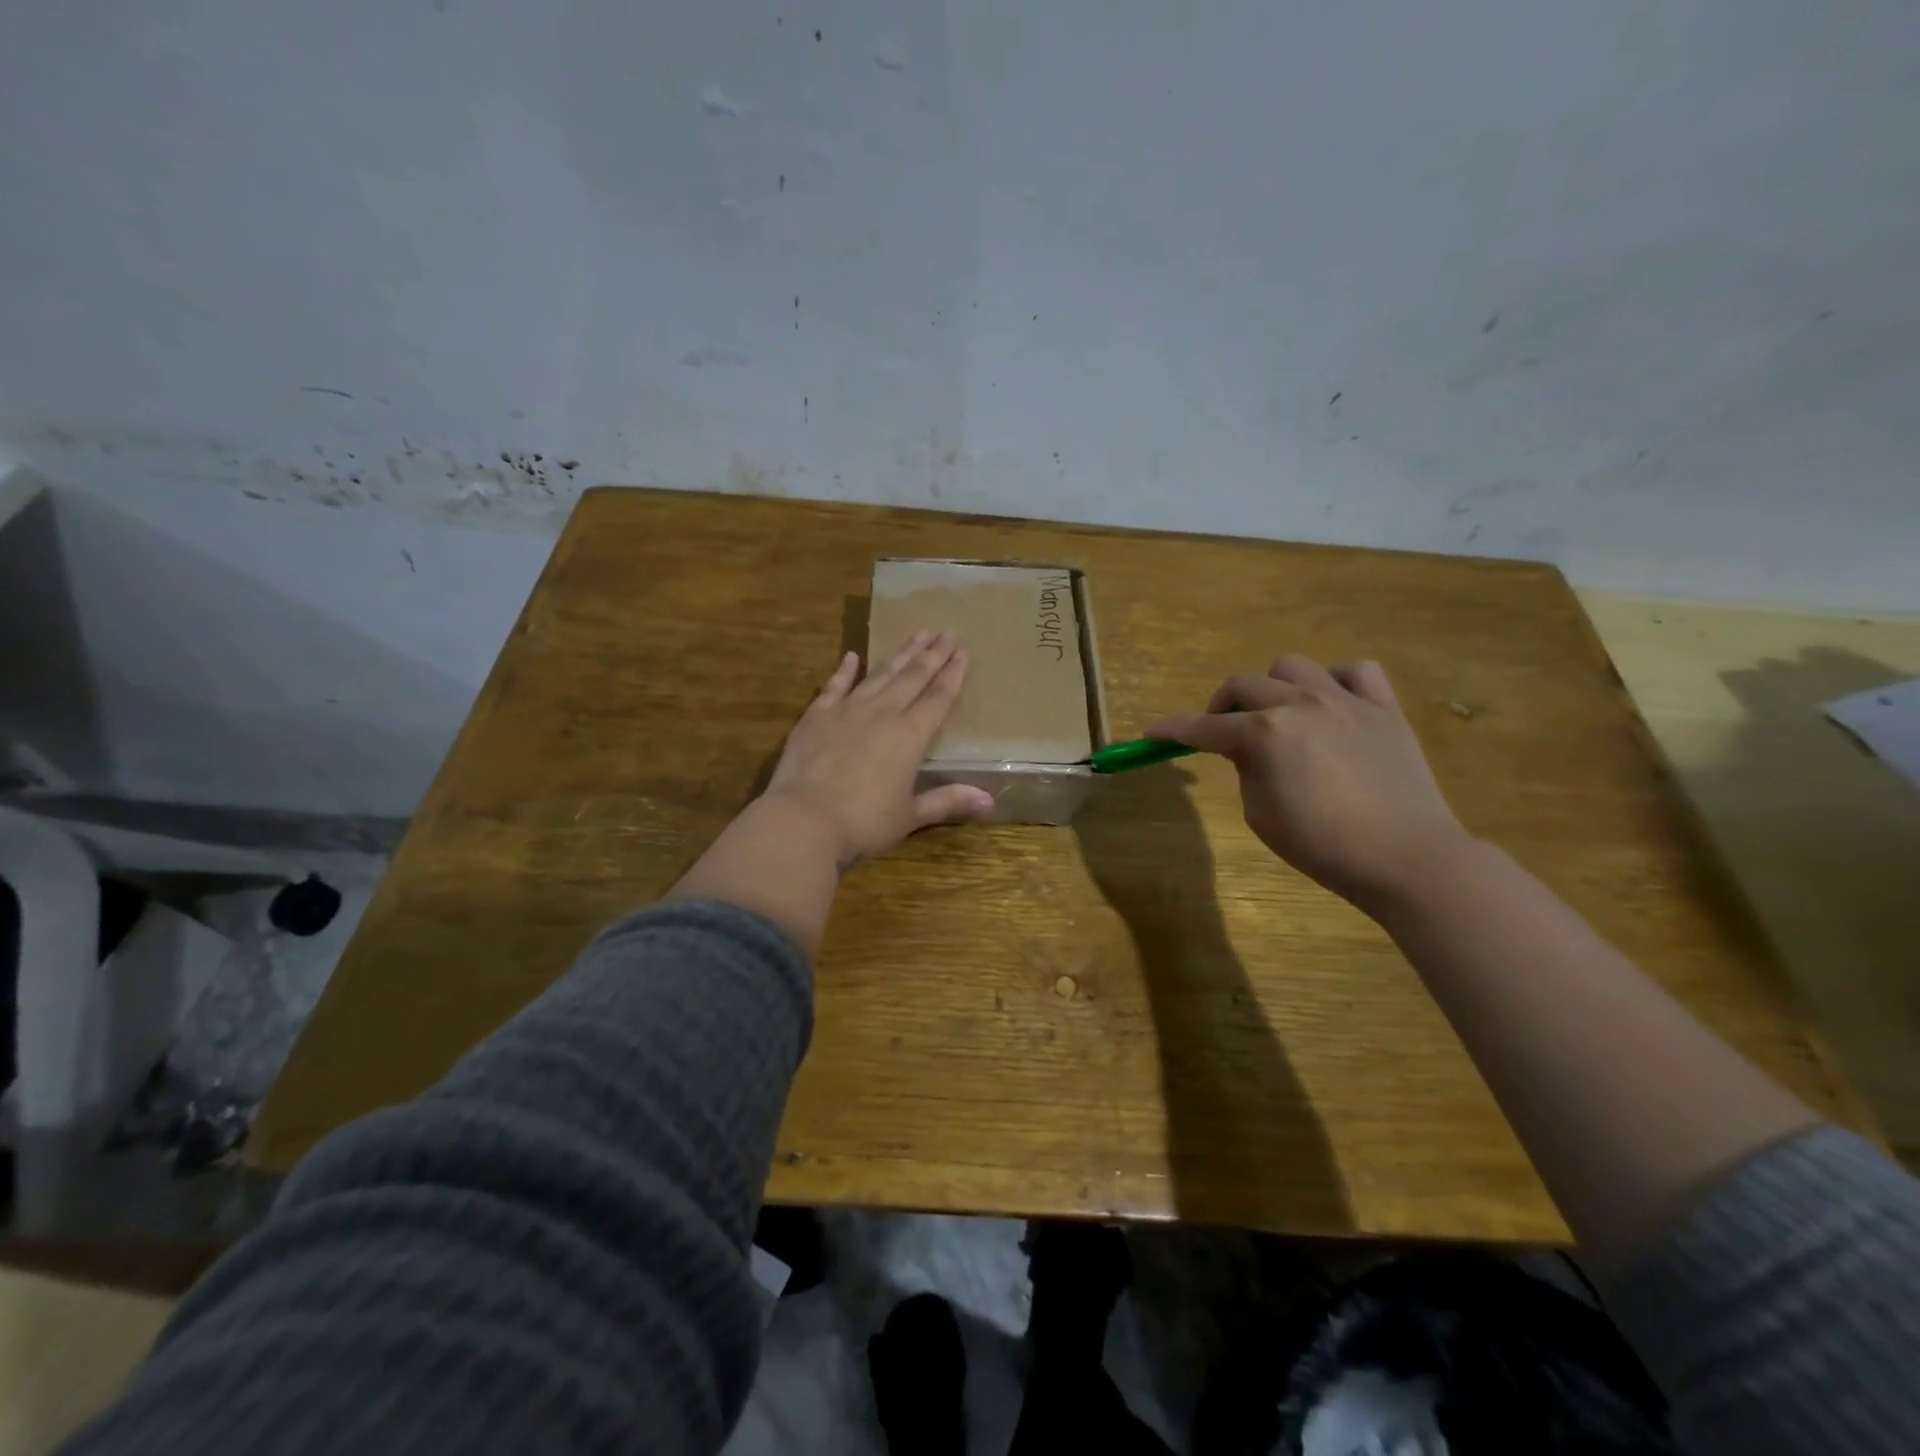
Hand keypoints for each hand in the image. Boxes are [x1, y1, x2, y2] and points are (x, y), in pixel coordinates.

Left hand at [763, 630, 994, 867]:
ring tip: (917, 634)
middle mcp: (882, 713)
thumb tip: (989, 801)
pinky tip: (852, 656)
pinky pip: (835, 685)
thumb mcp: (910, 816)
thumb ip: (948, 801)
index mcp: (910, 736)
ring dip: (900, 654)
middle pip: (913, 678)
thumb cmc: (863, 822)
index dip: (952, 675)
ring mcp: (847, 710)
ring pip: (880, 674)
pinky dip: (845, 670)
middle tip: (947, 632)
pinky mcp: (816, 715)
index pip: (938, 698)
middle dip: (932, 654)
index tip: (963, 652)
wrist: (803, 820)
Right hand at [1144, 656, 1470, 911]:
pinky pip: (1356, 672)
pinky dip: (1335, 682)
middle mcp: (1300, 704)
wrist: (1406, 858)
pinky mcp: (1384, 709)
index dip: (1173, 729)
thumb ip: (1247, 770)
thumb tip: (1249, 750)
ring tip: (1281, 716)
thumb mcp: (1261, 815)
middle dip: (1223, 707)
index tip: (1152, 731)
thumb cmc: (1323, 846)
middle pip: (1244, 685)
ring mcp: (1346, 701)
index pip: (1204, 727)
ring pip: (1293, 666)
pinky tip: (1332, 706)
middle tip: (1224, 733)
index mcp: (1264, 734)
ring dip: (1275, 688)